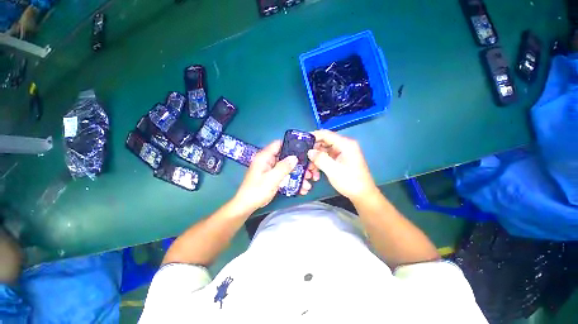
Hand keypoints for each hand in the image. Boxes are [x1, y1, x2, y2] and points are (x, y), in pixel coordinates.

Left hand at [233, 140, 314, 211]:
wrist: (247, 205)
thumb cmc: (257, 191)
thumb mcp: (272, 178)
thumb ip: (284, 167)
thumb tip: (295, 157)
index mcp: (264, 157)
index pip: (278, 144)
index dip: (291, 145)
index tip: (303, 150)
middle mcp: (267, 161)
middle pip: (285, 157)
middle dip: (298, 163)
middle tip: (309, 170)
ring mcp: (270, 169)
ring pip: (286, 167)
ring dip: (297, 174)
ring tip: (307, 182)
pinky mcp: (272, 177)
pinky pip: (284, 175)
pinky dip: (292, 179)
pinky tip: (301, 187)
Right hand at [307, 130, 377, 201]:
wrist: (362, 194)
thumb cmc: (350, 181)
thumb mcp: (333, 170)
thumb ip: (320, 159)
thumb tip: (309, 151)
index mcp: (345, 144)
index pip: (326, 134)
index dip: (313, 136)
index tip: (301, 142)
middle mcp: (344, 145)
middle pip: (324, 142)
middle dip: (313, 151)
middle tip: (305, 160)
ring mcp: (342, 152)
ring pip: (324, 151)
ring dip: (316, 159)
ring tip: (310, 170)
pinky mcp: (340, 159)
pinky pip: (327, 157)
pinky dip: (321, 163)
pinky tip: (316, 173)